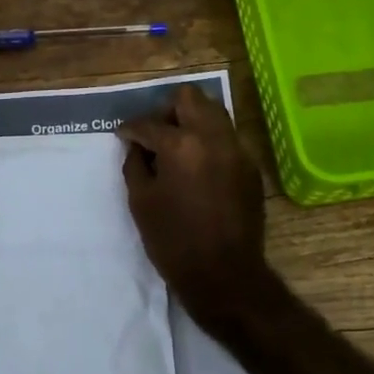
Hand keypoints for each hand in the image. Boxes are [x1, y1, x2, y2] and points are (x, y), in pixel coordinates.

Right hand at [118, 86, 268, 320]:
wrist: (225, 275)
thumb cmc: (174, 242)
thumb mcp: (141, 202)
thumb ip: (135, 165)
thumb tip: (137, 146)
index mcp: (181, 145)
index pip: (149, 123)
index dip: (130, 129)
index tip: (123, 136)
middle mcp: (213, 137)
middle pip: (190, 98)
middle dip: (167, 110)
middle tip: (155, 134)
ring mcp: (237, 149)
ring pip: (214, 112)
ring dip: (191, 120)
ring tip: (176, 146)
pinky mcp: (250, 166)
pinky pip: (227, 138)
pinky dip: (209, 141)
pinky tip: (197, 166)